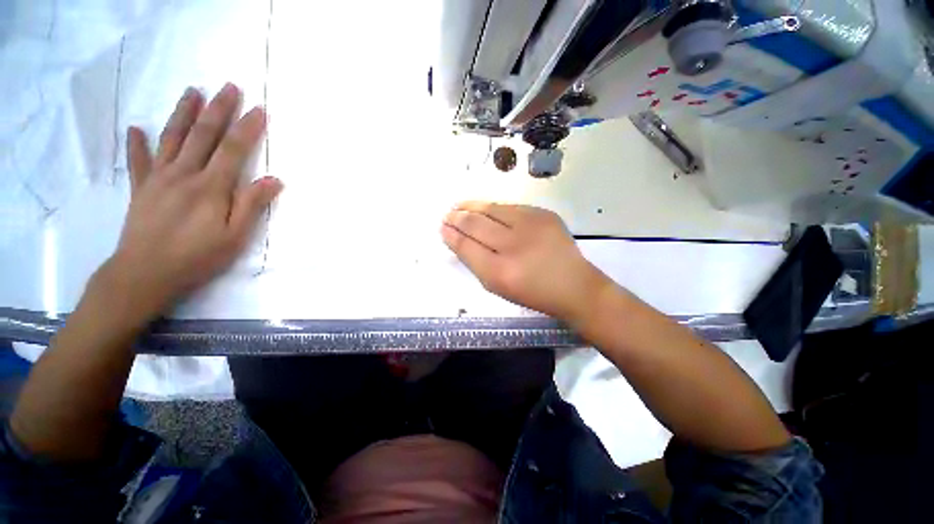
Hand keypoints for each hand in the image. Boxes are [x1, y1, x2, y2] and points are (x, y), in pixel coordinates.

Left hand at [104, 83, 281, 320]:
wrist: (144, 274)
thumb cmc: (197, 257)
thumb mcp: (234, 236)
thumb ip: (252, 204)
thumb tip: (273, 179)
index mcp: (210, 187)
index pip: (234, 150)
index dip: (248, 128)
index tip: (260, 109)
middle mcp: (183, 174)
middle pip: (203, 135)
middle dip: (219, 109)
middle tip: (229, 87)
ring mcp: (158, 178)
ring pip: (172, 138)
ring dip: (183, 113)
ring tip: (192, 91)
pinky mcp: (140, 188)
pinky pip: (138, 161)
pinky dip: (137, 144)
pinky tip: (137, 129)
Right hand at [442, 202, 612, 322]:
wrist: (574, 285)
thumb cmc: (532, 292)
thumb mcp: (498, 287)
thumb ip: (476, 263)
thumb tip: (458, 240)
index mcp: (499, 272)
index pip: (466, 246)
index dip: (451, 235)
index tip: (442, 228)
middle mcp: (513, 245)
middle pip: (475, 224)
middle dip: (457, 218)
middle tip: (447, 215)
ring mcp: (530, 226)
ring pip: (491, 209)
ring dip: (471, 206)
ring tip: (459, 205)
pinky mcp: (543, 214)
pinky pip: (510, 207)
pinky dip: (493, 208)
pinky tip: (484, 208)